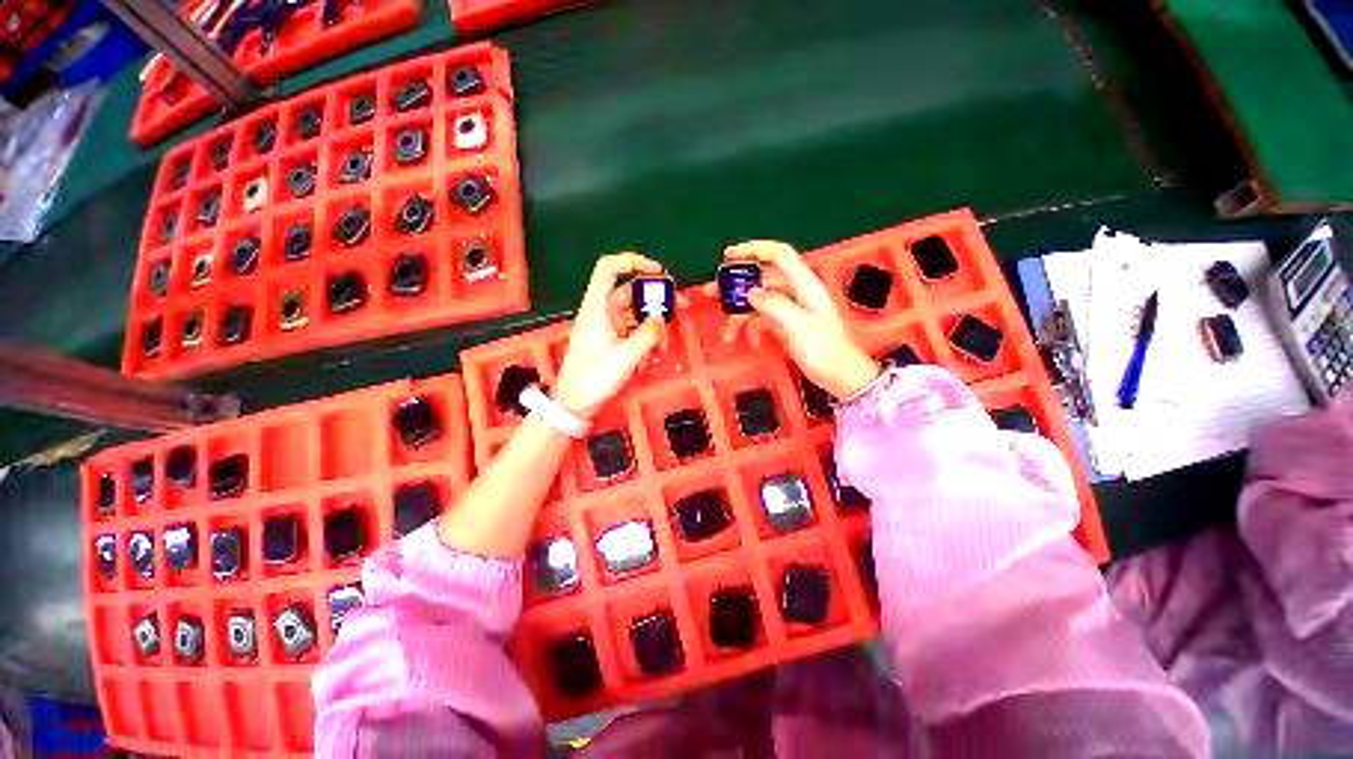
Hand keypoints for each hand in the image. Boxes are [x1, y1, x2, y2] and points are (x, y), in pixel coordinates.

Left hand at [553, 253, 669, 418]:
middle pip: (631, 292)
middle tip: (680, 307)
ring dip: (653, 326)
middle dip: (656, 300)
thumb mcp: (626, 356)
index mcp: (597, 307)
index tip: (657, 271)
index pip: (609, 268)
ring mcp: (607, 327)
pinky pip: (633, 331)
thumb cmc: (594, 377)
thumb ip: (648, 334)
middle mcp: (602, 312)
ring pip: (636, 314)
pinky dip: (645, 339)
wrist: (575, 403)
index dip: (632, 261)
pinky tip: (652, 355)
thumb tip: (662, 317)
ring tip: (664, 345)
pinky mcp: (611, 341)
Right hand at [716, 241, 878, 399]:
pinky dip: (753, 329)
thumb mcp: (798, 326)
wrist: (841, 377)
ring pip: (758, 302)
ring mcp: (790, 309)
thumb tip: (750, 292)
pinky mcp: (786, 324)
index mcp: (804, 284)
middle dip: (736, 287)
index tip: (727, 255)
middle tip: (711, 294)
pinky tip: (752, 342)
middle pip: (761, 279)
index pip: (778, 254)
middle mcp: (796, 292)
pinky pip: (762, 319)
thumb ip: (774, 305)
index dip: (753, 249)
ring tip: (728, 335)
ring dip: (740, 316)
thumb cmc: (825, 350)